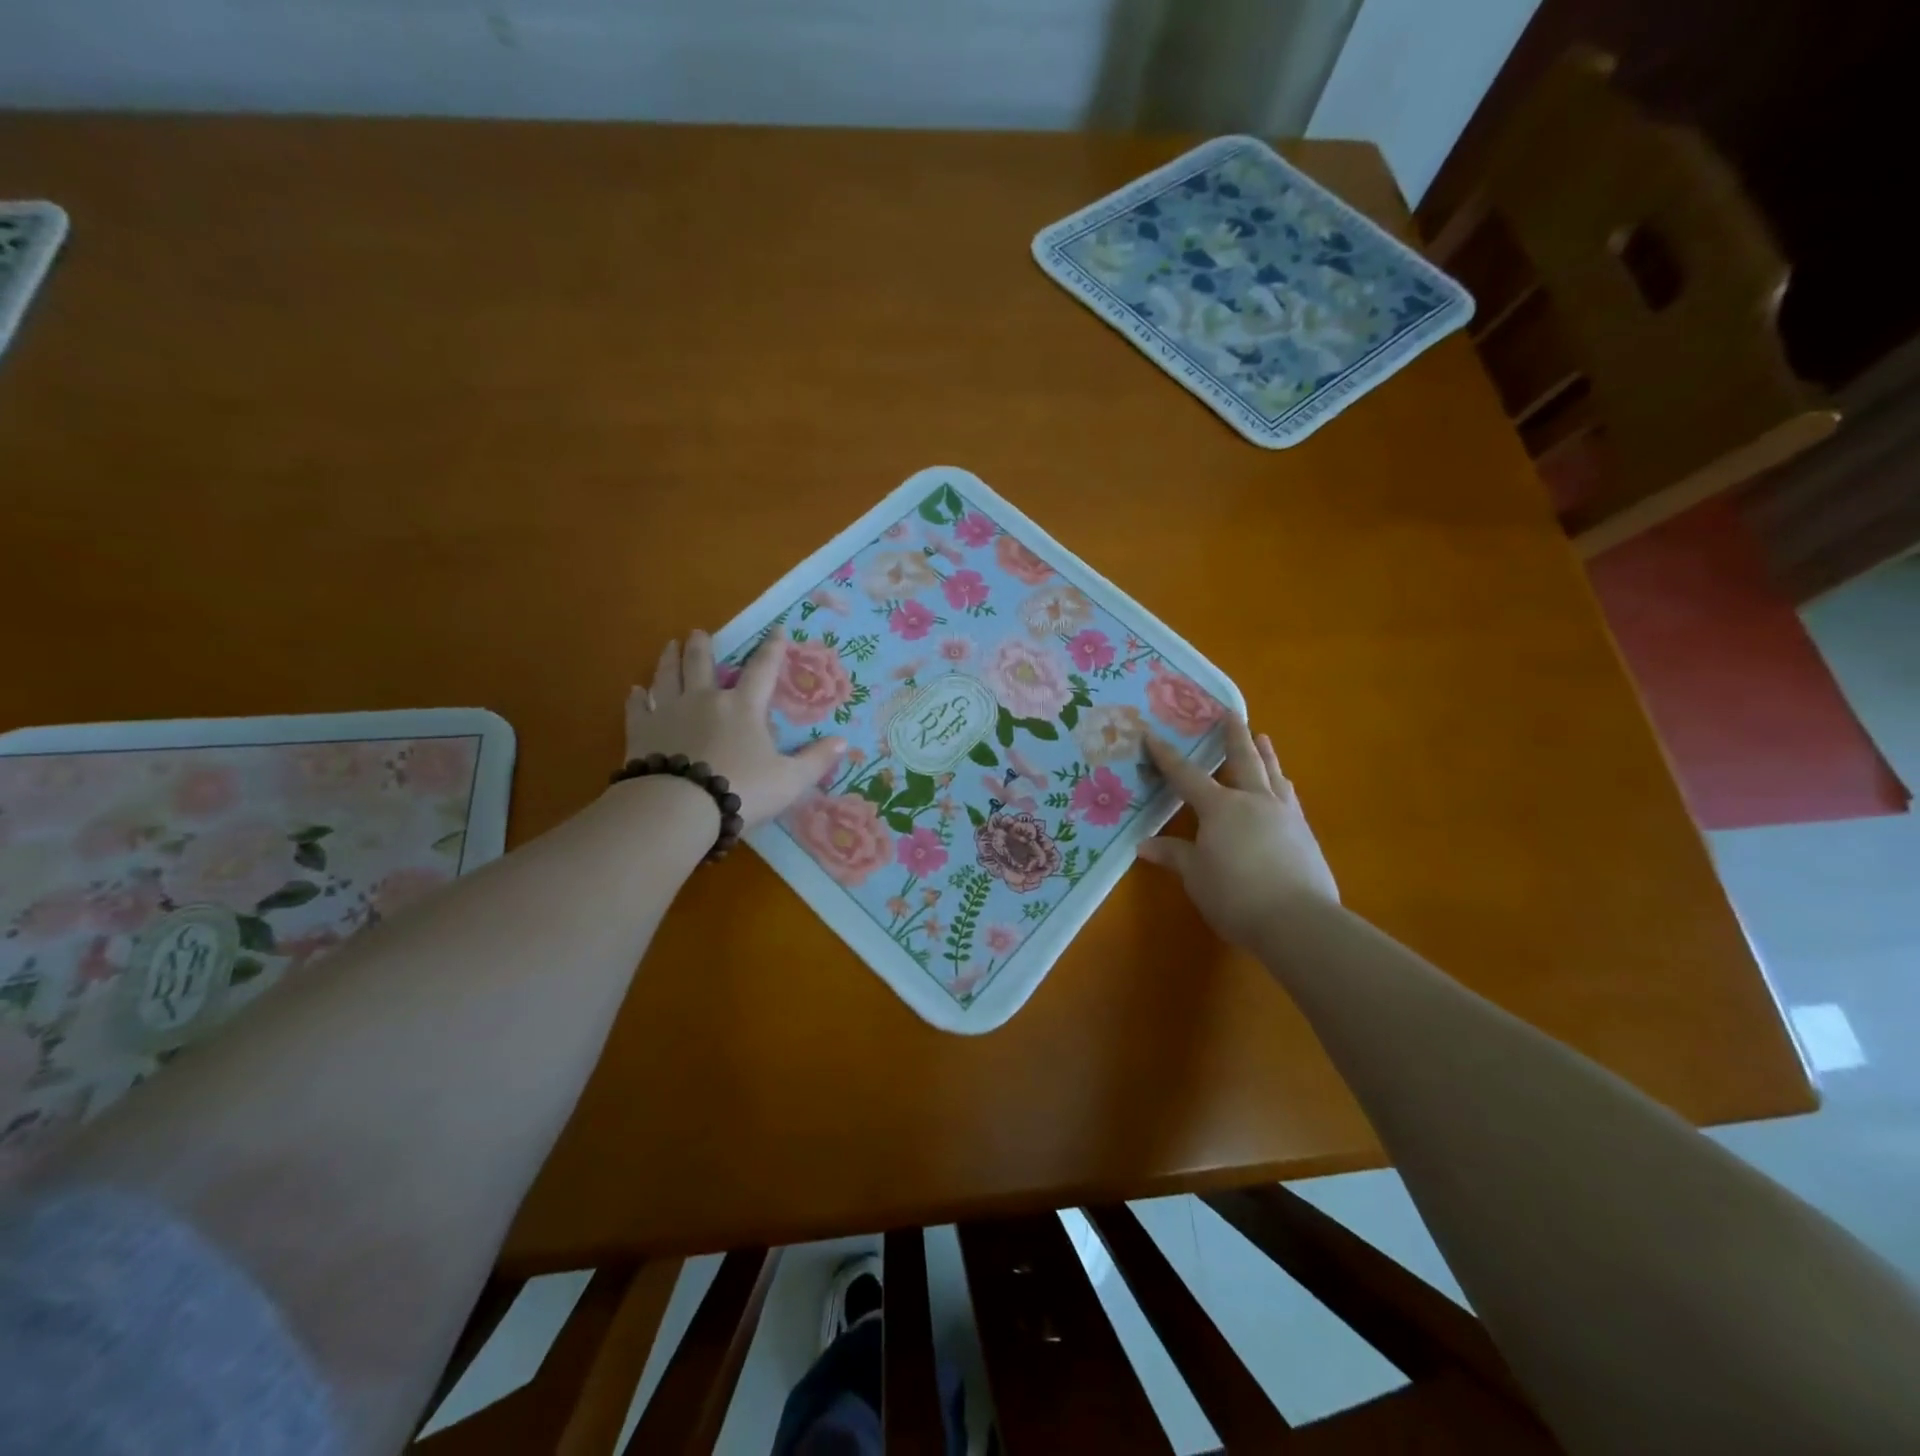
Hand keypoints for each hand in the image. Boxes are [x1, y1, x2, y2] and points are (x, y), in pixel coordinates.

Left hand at [625, 627, 846, 829]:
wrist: (679, 807)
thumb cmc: (741, 789)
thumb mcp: (789, 780)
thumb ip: (816, 760)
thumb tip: (844, 741)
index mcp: (743, 707)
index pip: (762, 670)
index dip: (772, 649)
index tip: (777, 630)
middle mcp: (704, 700)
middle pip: (701, 664)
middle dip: (702, 645)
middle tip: (698, 632)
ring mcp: (668, 712)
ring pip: (667, 676)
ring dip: (669, 659)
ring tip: (669, 645)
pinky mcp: (641, 732)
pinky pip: (638, 708)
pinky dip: (637, 697)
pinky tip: (635, 691)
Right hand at [1136, 717, 1337, 950]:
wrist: (1298, 921)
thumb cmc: (1235, 895)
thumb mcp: (1196, 876)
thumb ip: (1174, 855)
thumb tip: (1144, 845)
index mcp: (1220, 807)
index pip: (1186, 776)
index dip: (1167, 757)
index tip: (1152, 735)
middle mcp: (1253, 801)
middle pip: (1243, 760)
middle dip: (1234, 736)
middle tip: (1232, 713)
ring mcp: (1284, 815)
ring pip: (1273, 775)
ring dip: (1266, 755)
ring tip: (1264, 739)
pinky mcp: (1305, 835)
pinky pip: (1289, 799)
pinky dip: (1282, 786)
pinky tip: (1285, 789)